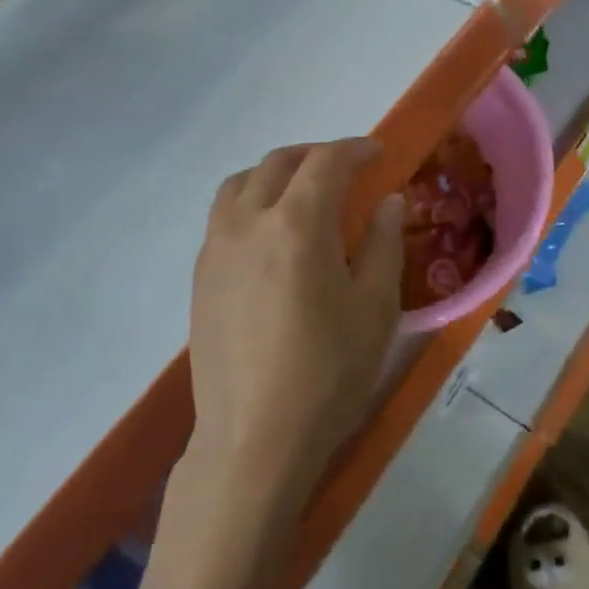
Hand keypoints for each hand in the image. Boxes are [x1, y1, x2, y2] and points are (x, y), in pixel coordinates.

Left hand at [186, 138, 404, 509]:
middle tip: (345, 168)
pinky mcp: (200, 276)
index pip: (326, 162)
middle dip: (315, 155)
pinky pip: (223, 215)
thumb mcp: (375, 308)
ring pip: (241, 183)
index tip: (377, 154)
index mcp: (297, 224)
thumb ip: (383, 243)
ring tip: (301, 191)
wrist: (254, 438)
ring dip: (275, 173)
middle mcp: (248, 222)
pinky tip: (271, 235)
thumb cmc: (327, 373)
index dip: (355, 150)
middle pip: (279, 163)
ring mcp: (216, 248)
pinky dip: (250, 202)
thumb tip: (388, 201)